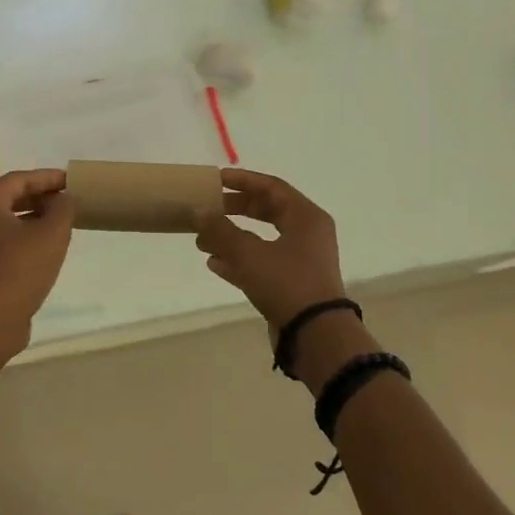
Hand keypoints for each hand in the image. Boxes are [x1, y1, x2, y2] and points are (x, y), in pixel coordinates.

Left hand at [0, 169, 73, 349]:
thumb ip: (63, 208)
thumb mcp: (52, 233)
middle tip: (68, 198)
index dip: (47, 178)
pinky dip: (26, 235)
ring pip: (9, 220)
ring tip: (62, 219)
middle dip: (41, 196)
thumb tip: (63, 199)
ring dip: (35, 216)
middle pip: (11, 197)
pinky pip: (6, 239)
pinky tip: (48, 244)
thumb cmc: (21, 268)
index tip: (72, 180)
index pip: (19, 179)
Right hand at [195, 169, 346, 328]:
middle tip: (208, 208)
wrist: (315, 335)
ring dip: (231, 238)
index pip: (272, 187)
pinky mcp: (291, 284)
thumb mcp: (249, 253)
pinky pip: (261, 264)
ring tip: (202, 240)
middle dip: (235, 210)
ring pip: (261, 239)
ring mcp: (300, 261)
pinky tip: (214, 263)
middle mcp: (307, 234)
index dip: (243, 181)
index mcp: (306, 217)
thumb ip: (221, 230)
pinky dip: (239, 261)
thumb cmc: (287, 283)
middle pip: (267, 211)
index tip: (216, 179)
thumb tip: (198, 212)